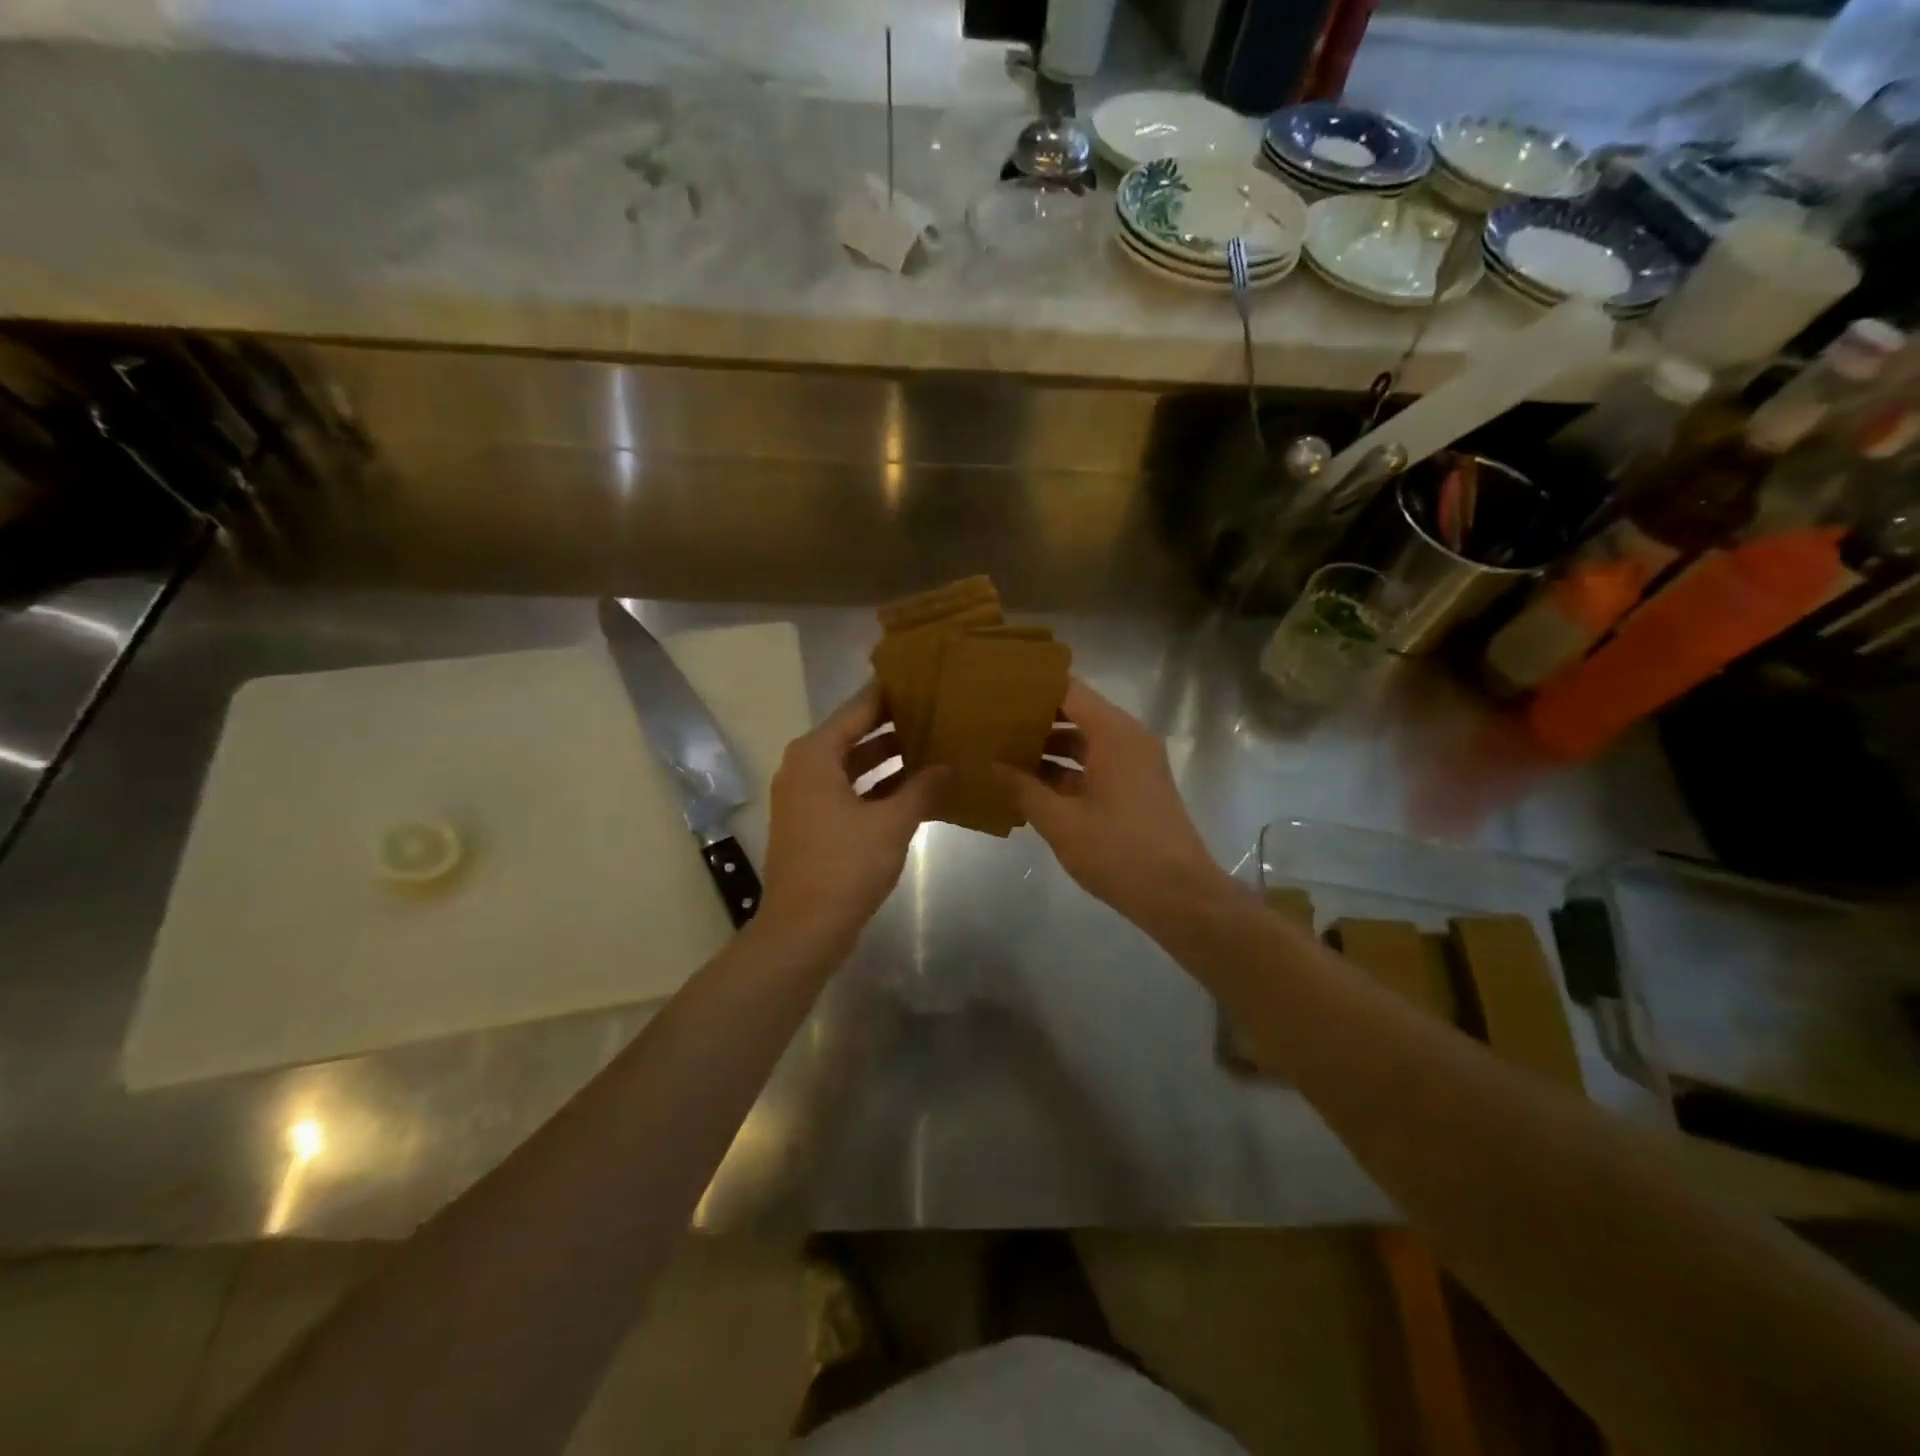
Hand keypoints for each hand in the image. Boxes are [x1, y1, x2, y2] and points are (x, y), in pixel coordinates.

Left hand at [756, 682, 945, 958]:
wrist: (802, 930)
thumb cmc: (844, 867)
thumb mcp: (892, 823)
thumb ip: (924, 788)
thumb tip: (952, 764)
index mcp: (815, 755)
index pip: (859, 708)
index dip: (892, 693)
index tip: (925, 677)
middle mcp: (805, 766)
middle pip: (855, 733)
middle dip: (895, 725)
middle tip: (939, 711)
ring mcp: (806, 796)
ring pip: (854, 764)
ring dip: (889, 758)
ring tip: (935, 744)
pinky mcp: (813, 822)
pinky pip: (850, 790)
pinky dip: (878, 786)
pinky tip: (916, 788)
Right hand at [996, 680, 1230, 927]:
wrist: (1179, 896)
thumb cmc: (1119, 851)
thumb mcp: (1061, 822)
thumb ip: (1021, 788)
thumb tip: (988, 765)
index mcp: (1114, 734)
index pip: (1067, 690)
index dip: (1031, 687)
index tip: (995, 689)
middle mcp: (1128, 739)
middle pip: (1075, 714)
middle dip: (1033, 719)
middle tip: (989, 722)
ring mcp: (1134, 764)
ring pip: (1084, 742)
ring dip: (1047, 748)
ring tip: (1000, 752)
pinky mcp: (1134, 788)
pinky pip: (1094, 765)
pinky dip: (1065, 771)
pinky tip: (1028, 785)